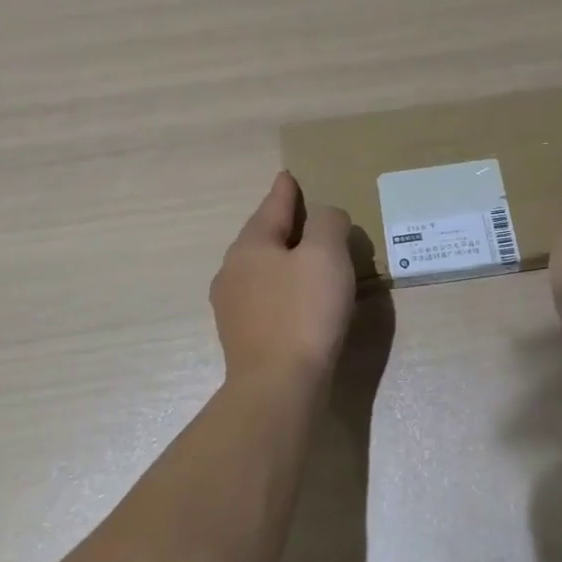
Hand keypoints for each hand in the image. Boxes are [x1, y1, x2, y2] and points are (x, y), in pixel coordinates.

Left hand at [211, 172, 356, 385]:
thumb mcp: (326, 254)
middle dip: (285, 225)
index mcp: (251, 245)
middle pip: (263, 237)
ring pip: (262, 269)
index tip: (288, 176)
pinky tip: (301, 300)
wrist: (278, 386)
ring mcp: (233, 306)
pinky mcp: (243, 336)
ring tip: (309, 259)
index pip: (272, 206)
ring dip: (284, 259)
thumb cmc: (304, 312)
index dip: (286, 190)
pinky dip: (284, 288)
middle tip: (309, 217)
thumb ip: (328, 223)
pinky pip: (266, 297)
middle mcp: (233, 270)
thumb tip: (325, 217)